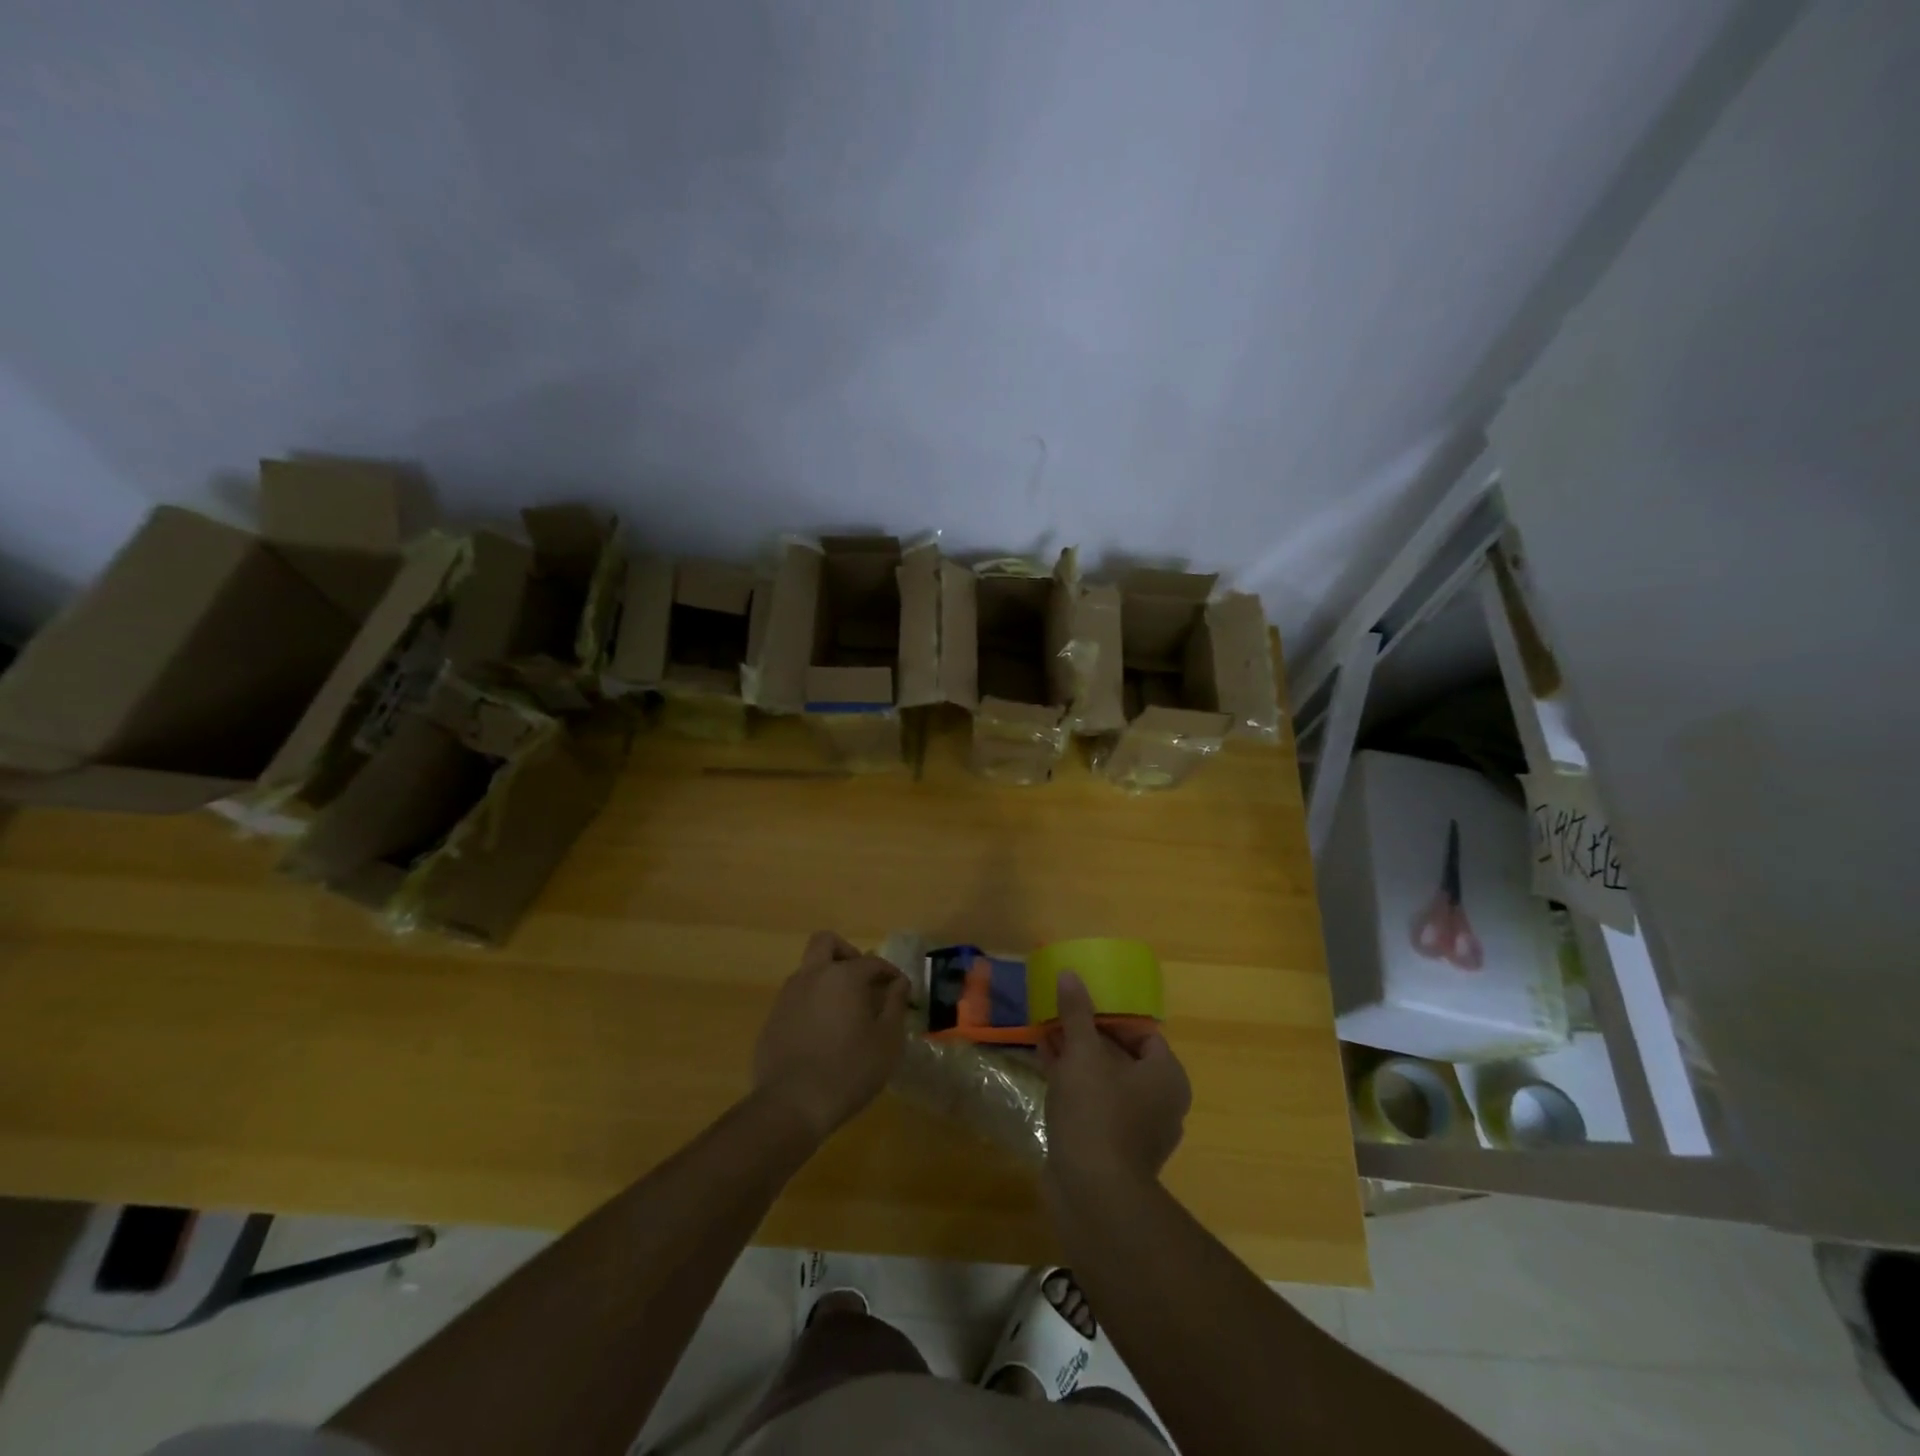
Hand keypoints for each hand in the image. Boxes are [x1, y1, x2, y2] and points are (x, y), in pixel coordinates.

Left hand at [752, 931, 910, 1143]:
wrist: (791, 1105)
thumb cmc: (850, 1070)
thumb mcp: (887, 1040)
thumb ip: (896, 1004)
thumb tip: (899, 982)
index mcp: (843, 976)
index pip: (872, 962)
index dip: (890, 973)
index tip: (900, 990)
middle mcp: (812, 976)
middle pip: (826, 943)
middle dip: (846, 953)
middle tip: (862, 980)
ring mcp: (787, 996)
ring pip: (808, 970)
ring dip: (827, 979)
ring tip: (845, 1012)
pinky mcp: (772, 1019)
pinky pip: (796, 999)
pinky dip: (812, 1004)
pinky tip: (822, 1035)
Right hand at [1041, 971, 1190, 1193]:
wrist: (1092, 1193)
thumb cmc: (1096, 1112)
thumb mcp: (1083, 1054)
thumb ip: (1077, 1014)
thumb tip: (1070, 975)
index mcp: (1166, 1076)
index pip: (1144, 1033)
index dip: (1112, 1016)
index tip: (1081, 1005)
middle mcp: (1161, 1103)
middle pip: (1123, 1057)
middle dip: (1089, 1037)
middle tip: (1059, 1019)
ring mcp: (1138, 1131)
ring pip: (1106, 1083)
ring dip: (1078, 1061)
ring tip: (1046, 1038)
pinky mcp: (1114, 1151)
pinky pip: (1095, 1107)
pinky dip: (1074, 1088)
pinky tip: (1045, 1070)